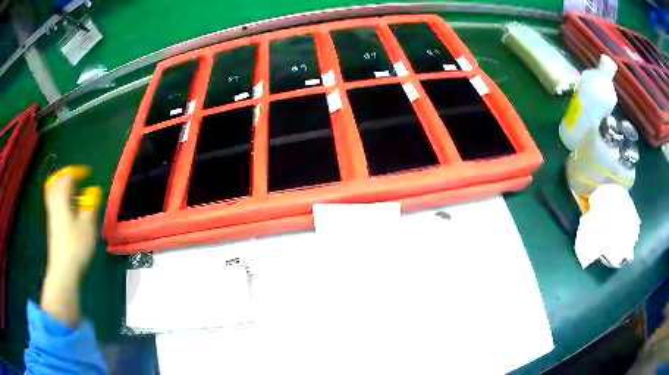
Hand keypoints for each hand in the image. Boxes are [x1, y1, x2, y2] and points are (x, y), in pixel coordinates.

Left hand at [41, 166, 101, 325]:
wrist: (63, 270)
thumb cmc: (76, 246)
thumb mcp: (87, 225)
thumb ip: (90, 205)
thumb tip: (94, 192)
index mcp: (62, 198)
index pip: (68, 176)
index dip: (78, 172)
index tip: (88, 173)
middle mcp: (54, 202)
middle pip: (56, 181)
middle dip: (66, 177)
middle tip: (77, 178)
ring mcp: (51, 214)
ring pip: (53, 192)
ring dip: (62, 187)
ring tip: (73, 191)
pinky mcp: (52, 225)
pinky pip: (54, 202)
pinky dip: (60, 198)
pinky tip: (68, 208)